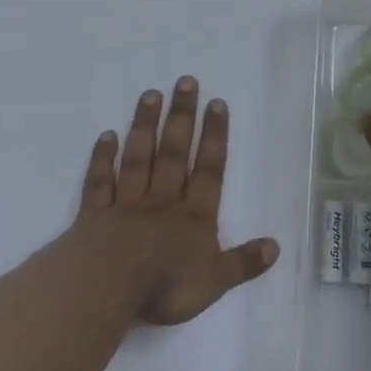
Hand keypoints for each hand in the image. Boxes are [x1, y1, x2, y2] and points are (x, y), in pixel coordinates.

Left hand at [73, 77, 279, 324]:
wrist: (106, 288)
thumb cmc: (164, 286)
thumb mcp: (214, 281)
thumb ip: (243, 263)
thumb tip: (275, 247)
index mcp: (193, 216)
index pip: (209, 169)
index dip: (215, 136)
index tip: (216, 103)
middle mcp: (162, 201)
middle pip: (173, 153)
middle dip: (181, 117)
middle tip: (185, 81)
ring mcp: (127, 205)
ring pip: (138, 158)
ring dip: (145, 126)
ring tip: (150, 94)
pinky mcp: (95, 215)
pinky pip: (100, 182)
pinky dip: (102, 158)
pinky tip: (106, 135)